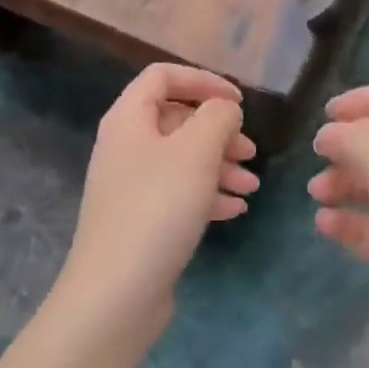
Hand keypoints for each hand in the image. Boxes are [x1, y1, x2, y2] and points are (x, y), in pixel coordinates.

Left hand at [58, 64, 258, 340]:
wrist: (116, 291)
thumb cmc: (157, 208)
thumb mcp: (196, 152)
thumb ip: (217, 117)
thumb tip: (223, 108)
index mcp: (128, 119)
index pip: (163, 76)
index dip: (203, 80)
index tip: (238, 102)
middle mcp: (124, 146)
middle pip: (176, 120)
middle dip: (218, 132)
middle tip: (250, 151)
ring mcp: (130, 185)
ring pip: (181, 160)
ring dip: (219, 167)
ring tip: (252, 187)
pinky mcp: (139, 219)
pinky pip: (177, 194)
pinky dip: (207, 195)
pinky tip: (234, 210)